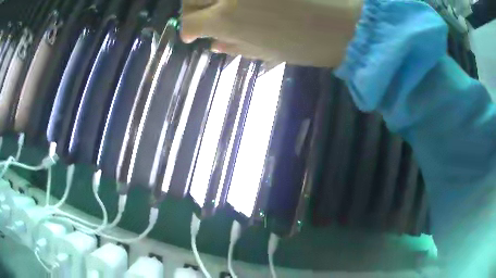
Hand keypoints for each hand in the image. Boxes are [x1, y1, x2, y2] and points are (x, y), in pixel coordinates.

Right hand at [181, 0, 362, 66]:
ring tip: (217, 5)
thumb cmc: (311, 45)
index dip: (188, 30)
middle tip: (201, 16)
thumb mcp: (270, 53)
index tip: (191, 35)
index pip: (191, 23)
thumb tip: (212, 45)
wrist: (347, 23)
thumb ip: (237, 46)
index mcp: (228, 20)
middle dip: (190, 9)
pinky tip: (239, 3)